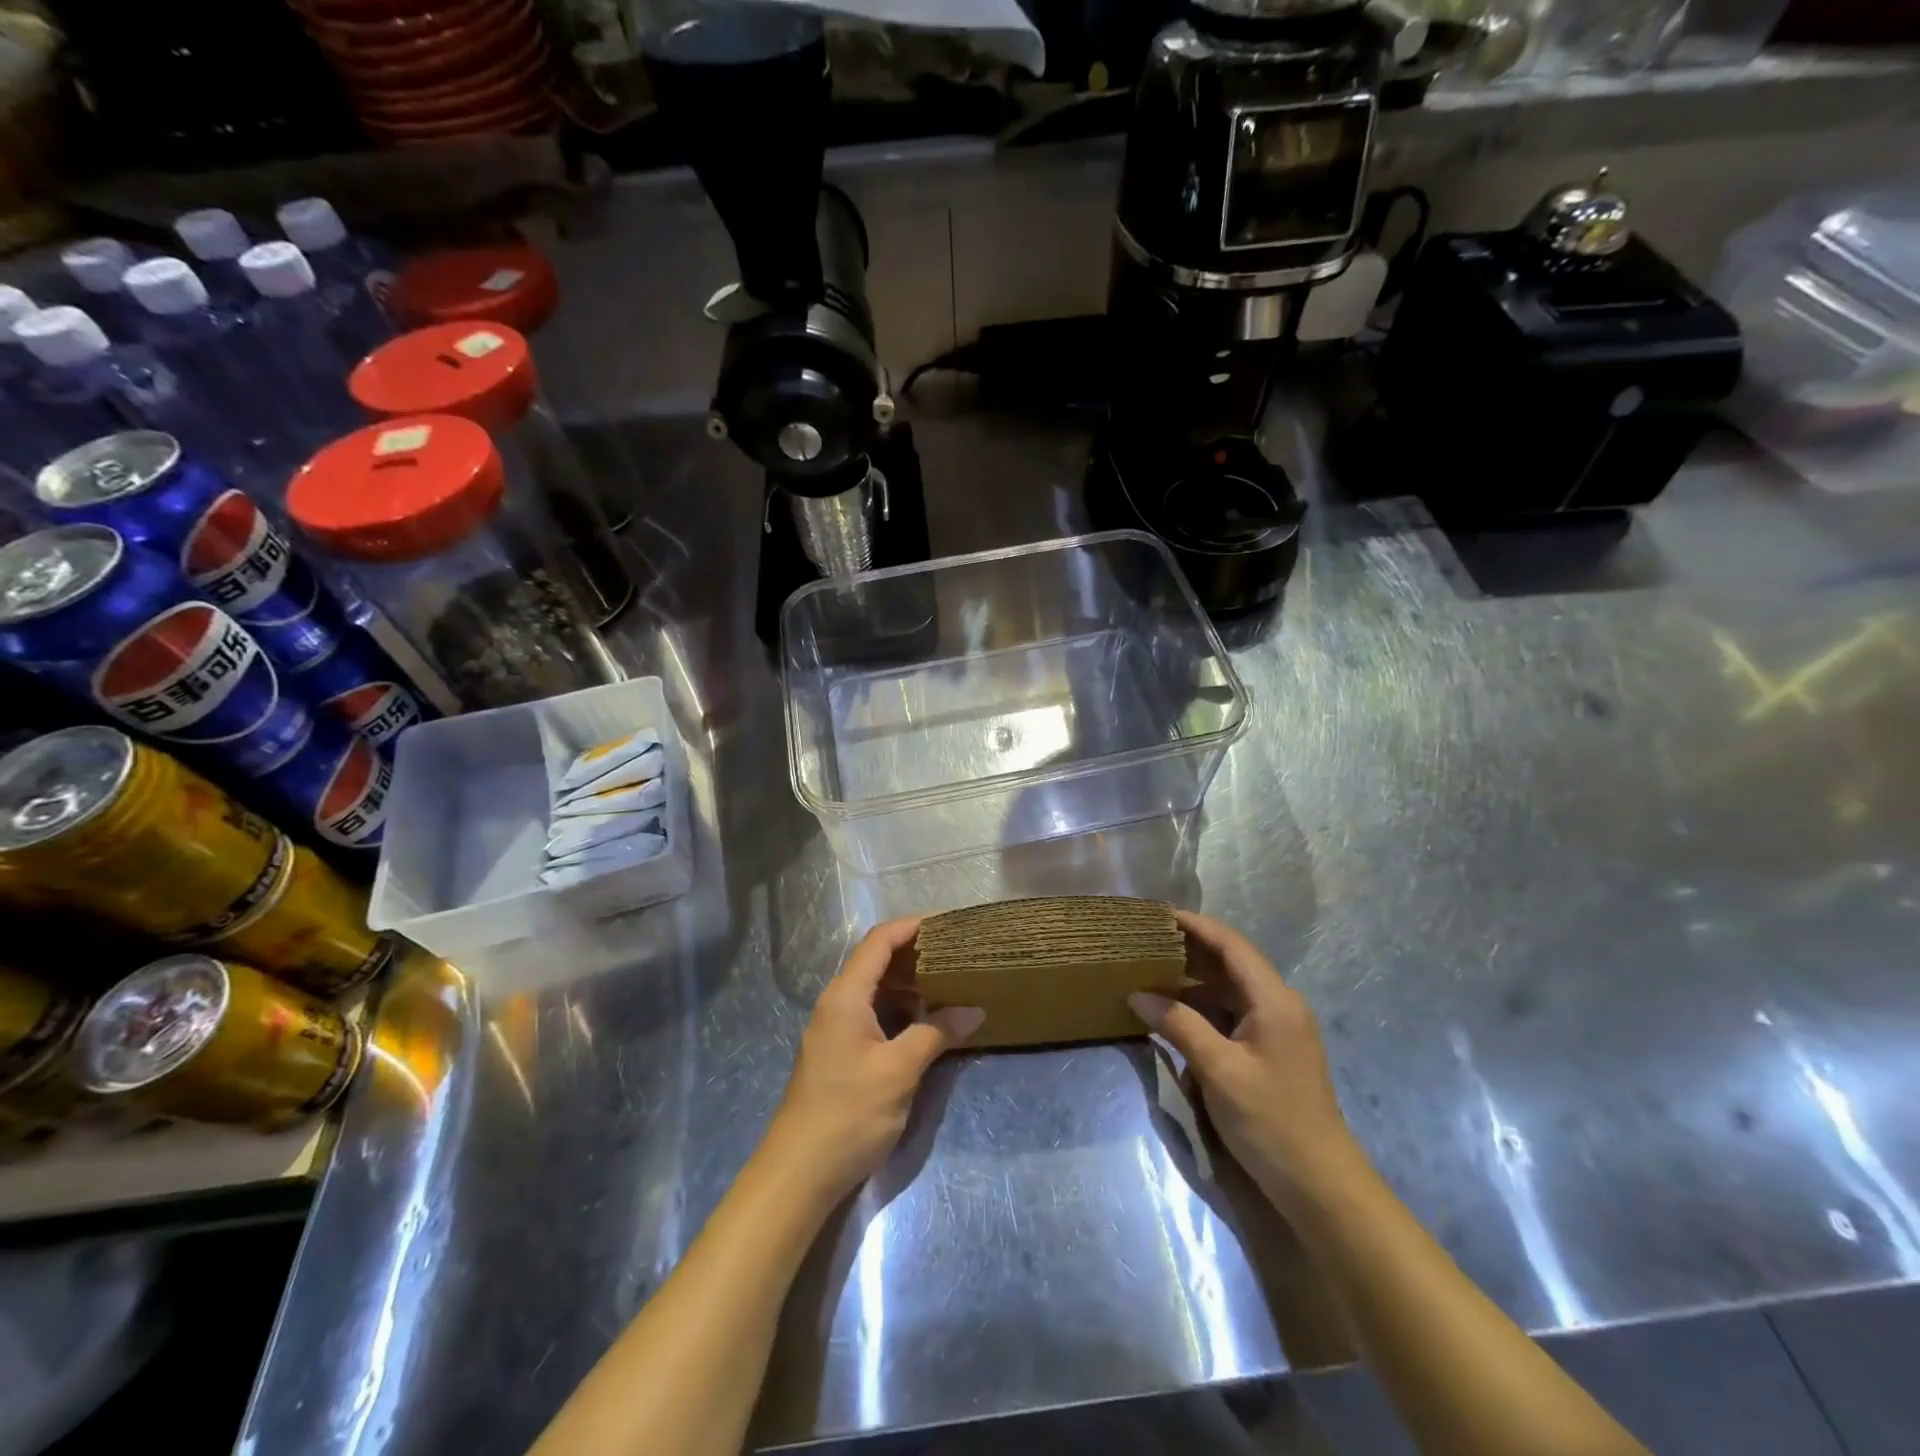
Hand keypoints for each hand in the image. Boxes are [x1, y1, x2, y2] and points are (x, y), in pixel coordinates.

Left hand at [766, 916, 983, 1200]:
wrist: (798, 1174)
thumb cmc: (848, 1114)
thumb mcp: (900, 1071)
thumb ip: (936, 1033)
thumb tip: (974, 1010)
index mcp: (846, 995)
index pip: (880, 940)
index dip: (914, 925)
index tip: (951, 923)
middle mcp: (837, 1003)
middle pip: (876, 960)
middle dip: (916, 952)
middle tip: (957, 953)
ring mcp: (836, 1028)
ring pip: (875, 988)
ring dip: (909, 982)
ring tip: (949, 981)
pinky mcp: (840, 1052)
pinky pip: (873, 1013)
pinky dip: (900, 1008)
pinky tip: (925, 1019)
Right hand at [1129, 910, 1360, 1205]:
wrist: (1320, 1186)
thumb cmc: (1270, 1121)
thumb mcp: (1218, 1070)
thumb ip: (1178, 1025)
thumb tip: (1138, 995)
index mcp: (1274, 1000)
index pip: (1231, 945)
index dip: (1195, 925)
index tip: (1158, 914)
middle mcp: (1279, 1005)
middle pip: (1231, 962)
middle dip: (1190, 948)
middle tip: (1146, 940)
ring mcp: (1276, 1029)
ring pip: (1229, 988)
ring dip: (1193, 977)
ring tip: (1151, 967)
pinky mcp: (1269, 1051)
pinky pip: (1231, 1013)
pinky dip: (1201, 1005)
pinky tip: (1173, 1008)